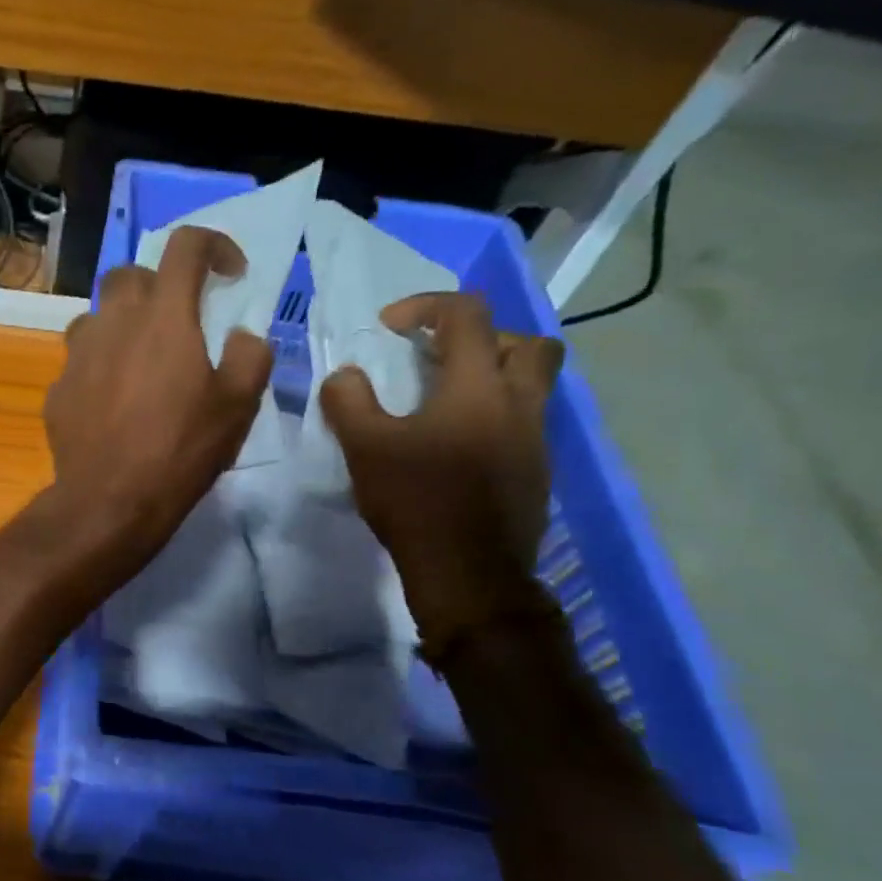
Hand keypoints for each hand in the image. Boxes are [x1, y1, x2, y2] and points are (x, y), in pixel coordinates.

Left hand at [45, 227, 273, 570]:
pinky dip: (99, 368)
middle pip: (129, 274)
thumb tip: (242, 336)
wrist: (109, 500)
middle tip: (178, 319)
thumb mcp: (238, 406)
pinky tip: (112, 404)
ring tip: (140, 362)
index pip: (185, 246)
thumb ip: (250, 357)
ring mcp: (77, 355)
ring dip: (120, 325)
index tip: (229, 273)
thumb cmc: (180, 450)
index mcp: (164, 317)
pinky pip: (79, 362)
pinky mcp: (57, 389)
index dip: (213, 245)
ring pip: (96, 316)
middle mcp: (114, 322)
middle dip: (157, 284)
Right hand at [320, 292, 564, 653]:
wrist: (469, 574)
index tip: (390, 328)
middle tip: (439, 358)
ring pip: (531, 385)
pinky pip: (523, 424)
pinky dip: (493, 418)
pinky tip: (454, 448)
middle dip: (481, 338)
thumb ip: (349, 402)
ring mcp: (535, 439)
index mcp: (478, 387)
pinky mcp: (536, 472)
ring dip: (492, 378)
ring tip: (443, 402)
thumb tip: (345, 376)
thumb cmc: (416, 501)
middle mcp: (519, 403)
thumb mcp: (365, 448)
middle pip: (525, 342)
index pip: (467, 315)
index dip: (426, 306)